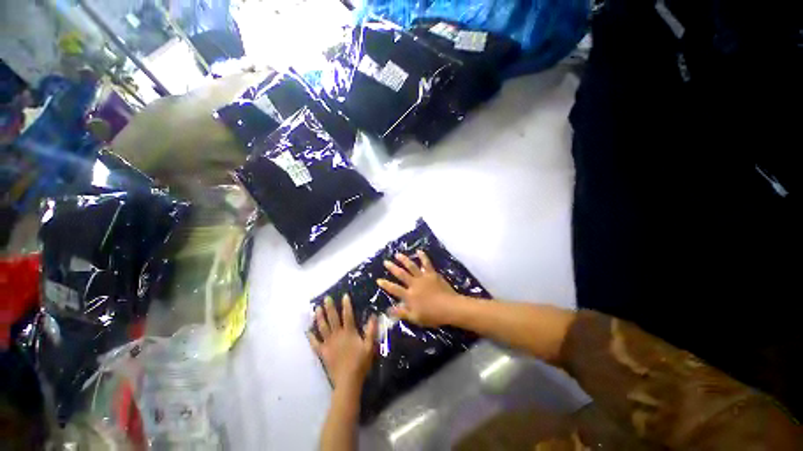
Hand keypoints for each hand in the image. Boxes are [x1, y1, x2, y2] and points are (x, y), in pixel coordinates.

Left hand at [308, 294, 377, 389]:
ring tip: (316, 309)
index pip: (348, 315)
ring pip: (322, 327)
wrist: (348, 381)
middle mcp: (337, 335)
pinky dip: (311, 337)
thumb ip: (371, 330)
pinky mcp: (323, 352)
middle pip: (332, 318)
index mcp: (349, 332)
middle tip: (326, 298)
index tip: (344, 295)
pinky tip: (308, 331)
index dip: (346, 304)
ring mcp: (328, 343)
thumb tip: (373, 315)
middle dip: (329, 307)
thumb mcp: (370, 346)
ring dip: (319, 317)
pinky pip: (315, 343)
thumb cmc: (360, 363)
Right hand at [377, 250, 464, 327]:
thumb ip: (402, 313)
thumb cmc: (432, 315)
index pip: (394, 289)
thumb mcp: (415, 318)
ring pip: (411, 266)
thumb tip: (388, 310)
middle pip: (401, 274)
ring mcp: (423, 277)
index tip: (378, 279)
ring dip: (404, 260)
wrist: (449, 307)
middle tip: (386, 262)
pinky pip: (426, 263)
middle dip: (392, 268)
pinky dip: (423, 257)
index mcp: (409, 295)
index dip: (386, 284)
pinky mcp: (432, 274)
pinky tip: (419, 251)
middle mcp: (414, 284)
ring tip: (398, 254)